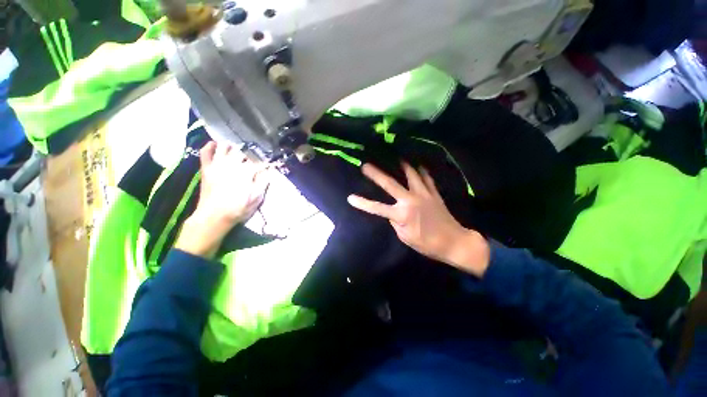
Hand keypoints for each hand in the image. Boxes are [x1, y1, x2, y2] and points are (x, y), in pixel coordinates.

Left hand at [176, 141, 269, 257]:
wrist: (214, 217)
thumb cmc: (238, 208)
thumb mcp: (256, 198)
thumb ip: (263, 182)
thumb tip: (268, 170)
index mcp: (246, 172)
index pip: (258, 162)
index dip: (265, 163)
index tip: (270, 164)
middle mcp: (232, 164)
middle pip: (242, 152)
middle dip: (250, 152)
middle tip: (254, 157)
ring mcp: (217, 165)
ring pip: (224, 148)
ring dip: (232, 146)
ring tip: (237, 148)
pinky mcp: (207, 169)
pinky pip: (206, 153)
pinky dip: (209, 146)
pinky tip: (214, 144)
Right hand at [347, 163, 489, 275]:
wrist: (453, 242)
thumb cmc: (427, 244)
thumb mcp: (405, 237)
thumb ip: (396, 222)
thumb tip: (392, 212)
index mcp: (402, 214)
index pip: (377, 208)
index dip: (363, 203)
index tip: (350, 198)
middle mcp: (411, 200)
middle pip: (390, 184)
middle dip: (376, 174)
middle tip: (366, 165)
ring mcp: (423, 194)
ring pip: (411, 175)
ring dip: (402, 165)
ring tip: (396, 156)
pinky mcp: (434, 194)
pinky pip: (427, 179)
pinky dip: (422, 171)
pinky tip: (419, 165)